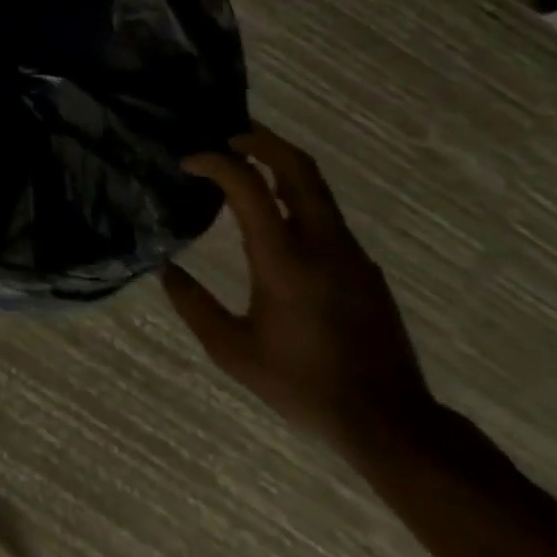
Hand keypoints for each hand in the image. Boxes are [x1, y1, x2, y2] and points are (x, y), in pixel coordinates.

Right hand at [163, 126, 435, 457]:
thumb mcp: (233, 352)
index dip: (215, 163)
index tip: (188, 162)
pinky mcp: (363, 267)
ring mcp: (350, 253)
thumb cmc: (303, 385)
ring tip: (246, 165)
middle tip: (228, 135)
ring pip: (316, 187)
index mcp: (284, 259)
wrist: (390, 422)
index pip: (248, 185)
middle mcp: (322, 243)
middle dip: (261, 141)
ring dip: (280, 165)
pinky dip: (296, 196)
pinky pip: (326, 215)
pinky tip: (276, 218)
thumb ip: (194, 306)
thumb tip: (166, 270)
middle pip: (297, 167)